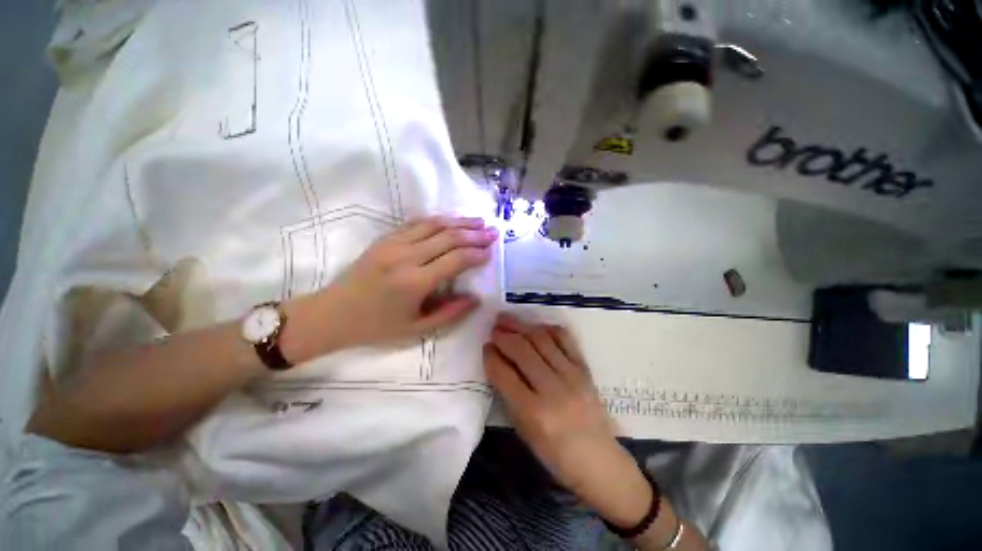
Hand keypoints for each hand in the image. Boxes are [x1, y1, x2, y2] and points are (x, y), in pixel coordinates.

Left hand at [319, 216, 496, 349]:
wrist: (333, 313)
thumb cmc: (377, 326)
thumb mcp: (417, 329)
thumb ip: (450, 313)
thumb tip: (476, 299)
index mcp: (415, 282)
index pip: (456, 260)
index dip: (476, 254)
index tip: (490, 251)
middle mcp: (406, 257)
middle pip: (448, 237)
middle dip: (474, 234)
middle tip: (492, 232)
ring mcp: (393, 244)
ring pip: (434, 224)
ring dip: (459, 221)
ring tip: (478, 221)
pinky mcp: (385, 238)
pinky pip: (416, 223)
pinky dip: (437, 220)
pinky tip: (450, 220)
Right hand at [483, 313, 654, 527]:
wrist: (599, 460)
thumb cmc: (555, 453)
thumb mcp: (524, 431)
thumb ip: (509, 395)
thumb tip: (497, 363)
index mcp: (534, 412)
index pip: (505, 374)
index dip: (491, 357)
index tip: (486, 346)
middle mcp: (553, 388)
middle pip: (522, 351)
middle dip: (503, 335)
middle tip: (493, 328)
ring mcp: (572, 375)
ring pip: (541, 339)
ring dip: (521, 326)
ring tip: (507, 319)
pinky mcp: (584, 368)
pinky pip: (564, 339)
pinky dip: (547, 328)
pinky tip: (535, 326)